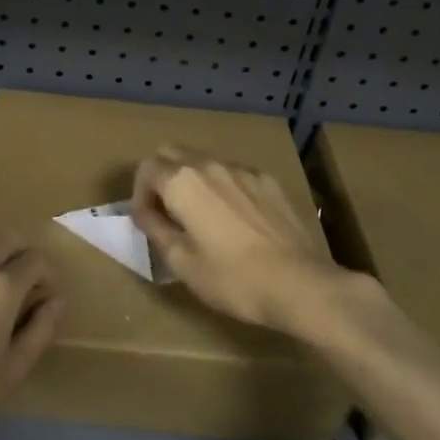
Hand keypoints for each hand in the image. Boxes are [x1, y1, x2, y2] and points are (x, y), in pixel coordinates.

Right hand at [131, 147, 379, 340]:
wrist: (300, 285)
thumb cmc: (232, 278)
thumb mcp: (181, 262)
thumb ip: (155, 229)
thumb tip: (144, 212)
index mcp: (182, 182)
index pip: (146, 168)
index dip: (139, 194)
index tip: (147, 221)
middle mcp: (210, 165)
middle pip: (172, 153)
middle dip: (161, 177)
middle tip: (167, 213)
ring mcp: (243, 170)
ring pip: (204, 161)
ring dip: (192, 181)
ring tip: (201, 217)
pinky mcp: (268, 182)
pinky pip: (233, 174)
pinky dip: (222, 187)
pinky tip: (235, 219)